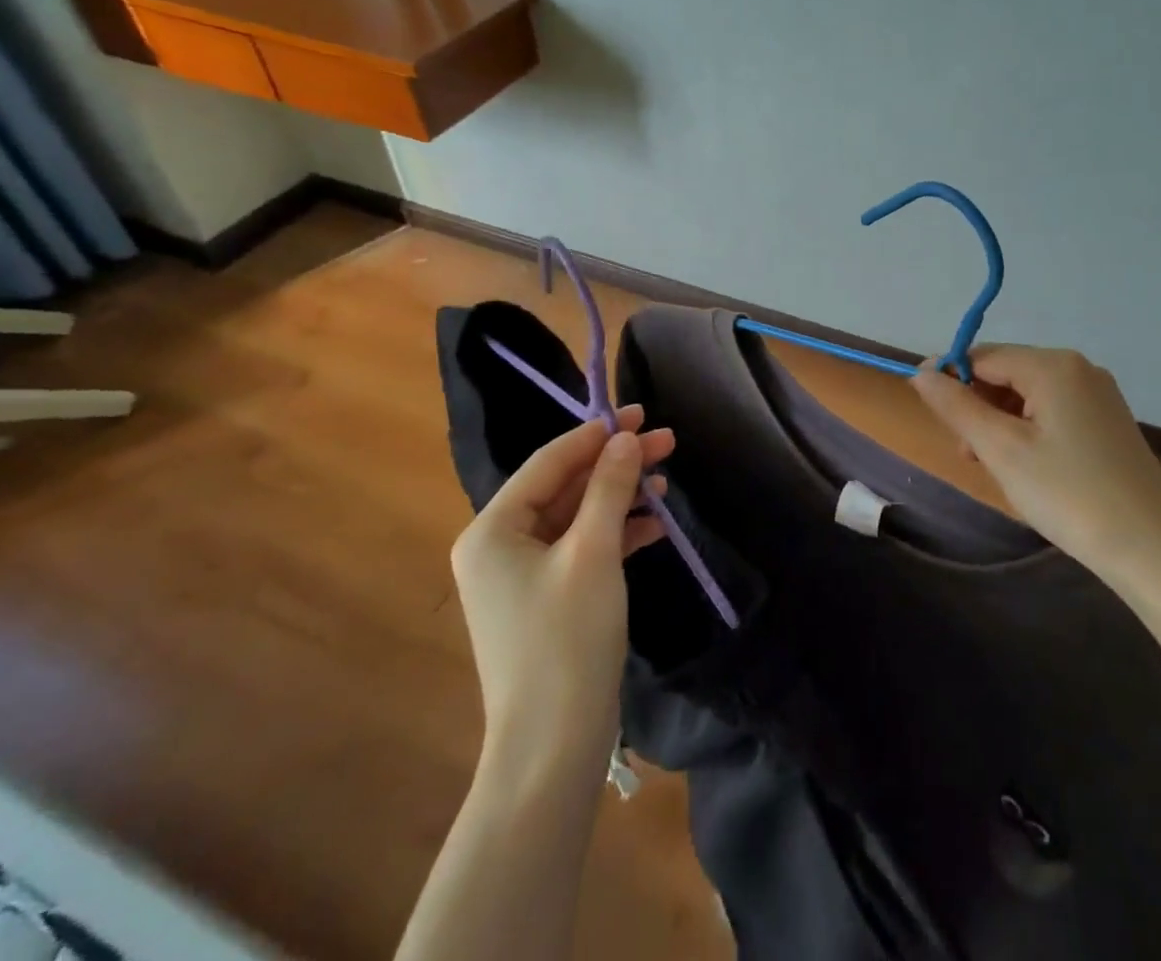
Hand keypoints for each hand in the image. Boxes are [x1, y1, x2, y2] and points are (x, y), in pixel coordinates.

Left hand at [449, 407, 670, 785]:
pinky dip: (617, 534)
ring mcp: (522, 576)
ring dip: (621, 497)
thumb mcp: (593, 552)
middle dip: (616, 465)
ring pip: (578, 517)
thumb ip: (609, 487)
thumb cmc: (567, 640)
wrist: (553, 748)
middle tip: (667, 442)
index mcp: (493, 530)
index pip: (550, 462)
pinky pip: (582, 549)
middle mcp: (499, 546)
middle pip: (566, 487)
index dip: (596, 434)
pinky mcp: (547, 599)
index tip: (640, 413)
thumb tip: (624, 439)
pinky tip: (655, 526)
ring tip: (668, 482)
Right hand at [912, 346, 1160, 579]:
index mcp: (1053, 365)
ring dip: (1000, 424)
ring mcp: (1099, 396)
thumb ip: (956, 406)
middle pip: (1007, 373)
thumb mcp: (1001, 449)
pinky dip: (1028, 433)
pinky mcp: (1108, 423)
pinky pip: (1052, 413)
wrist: (1155, 551)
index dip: (949, 377)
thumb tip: (922, 373)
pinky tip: (1028, 469)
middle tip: (966, 453)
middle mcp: (1079, 369)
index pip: (984, 356)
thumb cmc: (1069, 494)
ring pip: (1028, 396)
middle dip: (977, 406)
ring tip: (996, 468)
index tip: (923, 406)